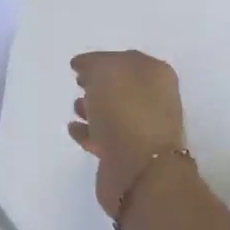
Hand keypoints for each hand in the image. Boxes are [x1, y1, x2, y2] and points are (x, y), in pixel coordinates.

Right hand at [68, 51, 188, 219]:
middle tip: (79, 84)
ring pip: (113, 113)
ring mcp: (142, 130)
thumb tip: (85, 68)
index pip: (127, 60)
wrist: (138, 169)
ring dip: (93, 108)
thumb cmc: (125, 110)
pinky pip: (104, 137)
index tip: (79, 66)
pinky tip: (73, 129)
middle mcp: (154, 100)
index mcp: (155, 74)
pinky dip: (88, 132)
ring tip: (75, 107)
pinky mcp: (126, 156)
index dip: (103, 60)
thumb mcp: (105, 71)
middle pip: (122, 87)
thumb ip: (93, 64)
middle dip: (99, 85)